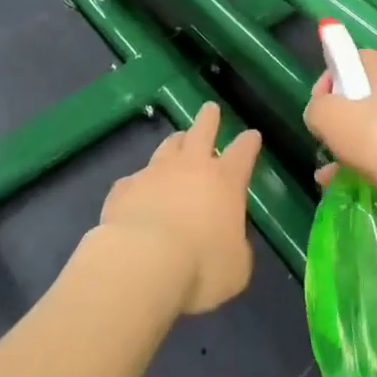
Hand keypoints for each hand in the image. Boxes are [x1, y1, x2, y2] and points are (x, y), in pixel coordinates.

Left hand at [96, 103, 261, 314]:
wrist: (141, 263)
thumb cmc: (200, 267)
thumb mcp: (235, 268)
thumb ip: (235, 247)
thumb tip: (228, 240)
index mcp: (225, 181)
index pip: (243, 152)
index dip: (249, 143)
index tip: (252, 135)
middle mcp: (191, 167)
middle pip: (202, 130)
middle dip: (209, 118)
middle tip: (211, 109)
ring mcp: (155, 172)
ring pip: (168, 146)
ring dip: (176, 142)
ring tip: (178, 140)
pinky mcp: (124, 187)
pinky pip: (135, 179)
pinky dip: (141, 183)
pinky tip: (138, 191)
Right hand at [304, 49, 376, 199]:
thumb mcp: (329, 117)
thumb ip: (316, 109)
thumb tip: (321, 114)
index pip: (350, 60)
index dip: (328, 81)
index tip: (319, 108)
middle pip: (362, 93)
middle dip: (340, 117)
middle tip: (328, 139)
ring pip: (376, 124)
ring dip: (352, 143)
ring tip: (332, 170)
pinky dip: (370, 160)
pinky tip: (349, 182)